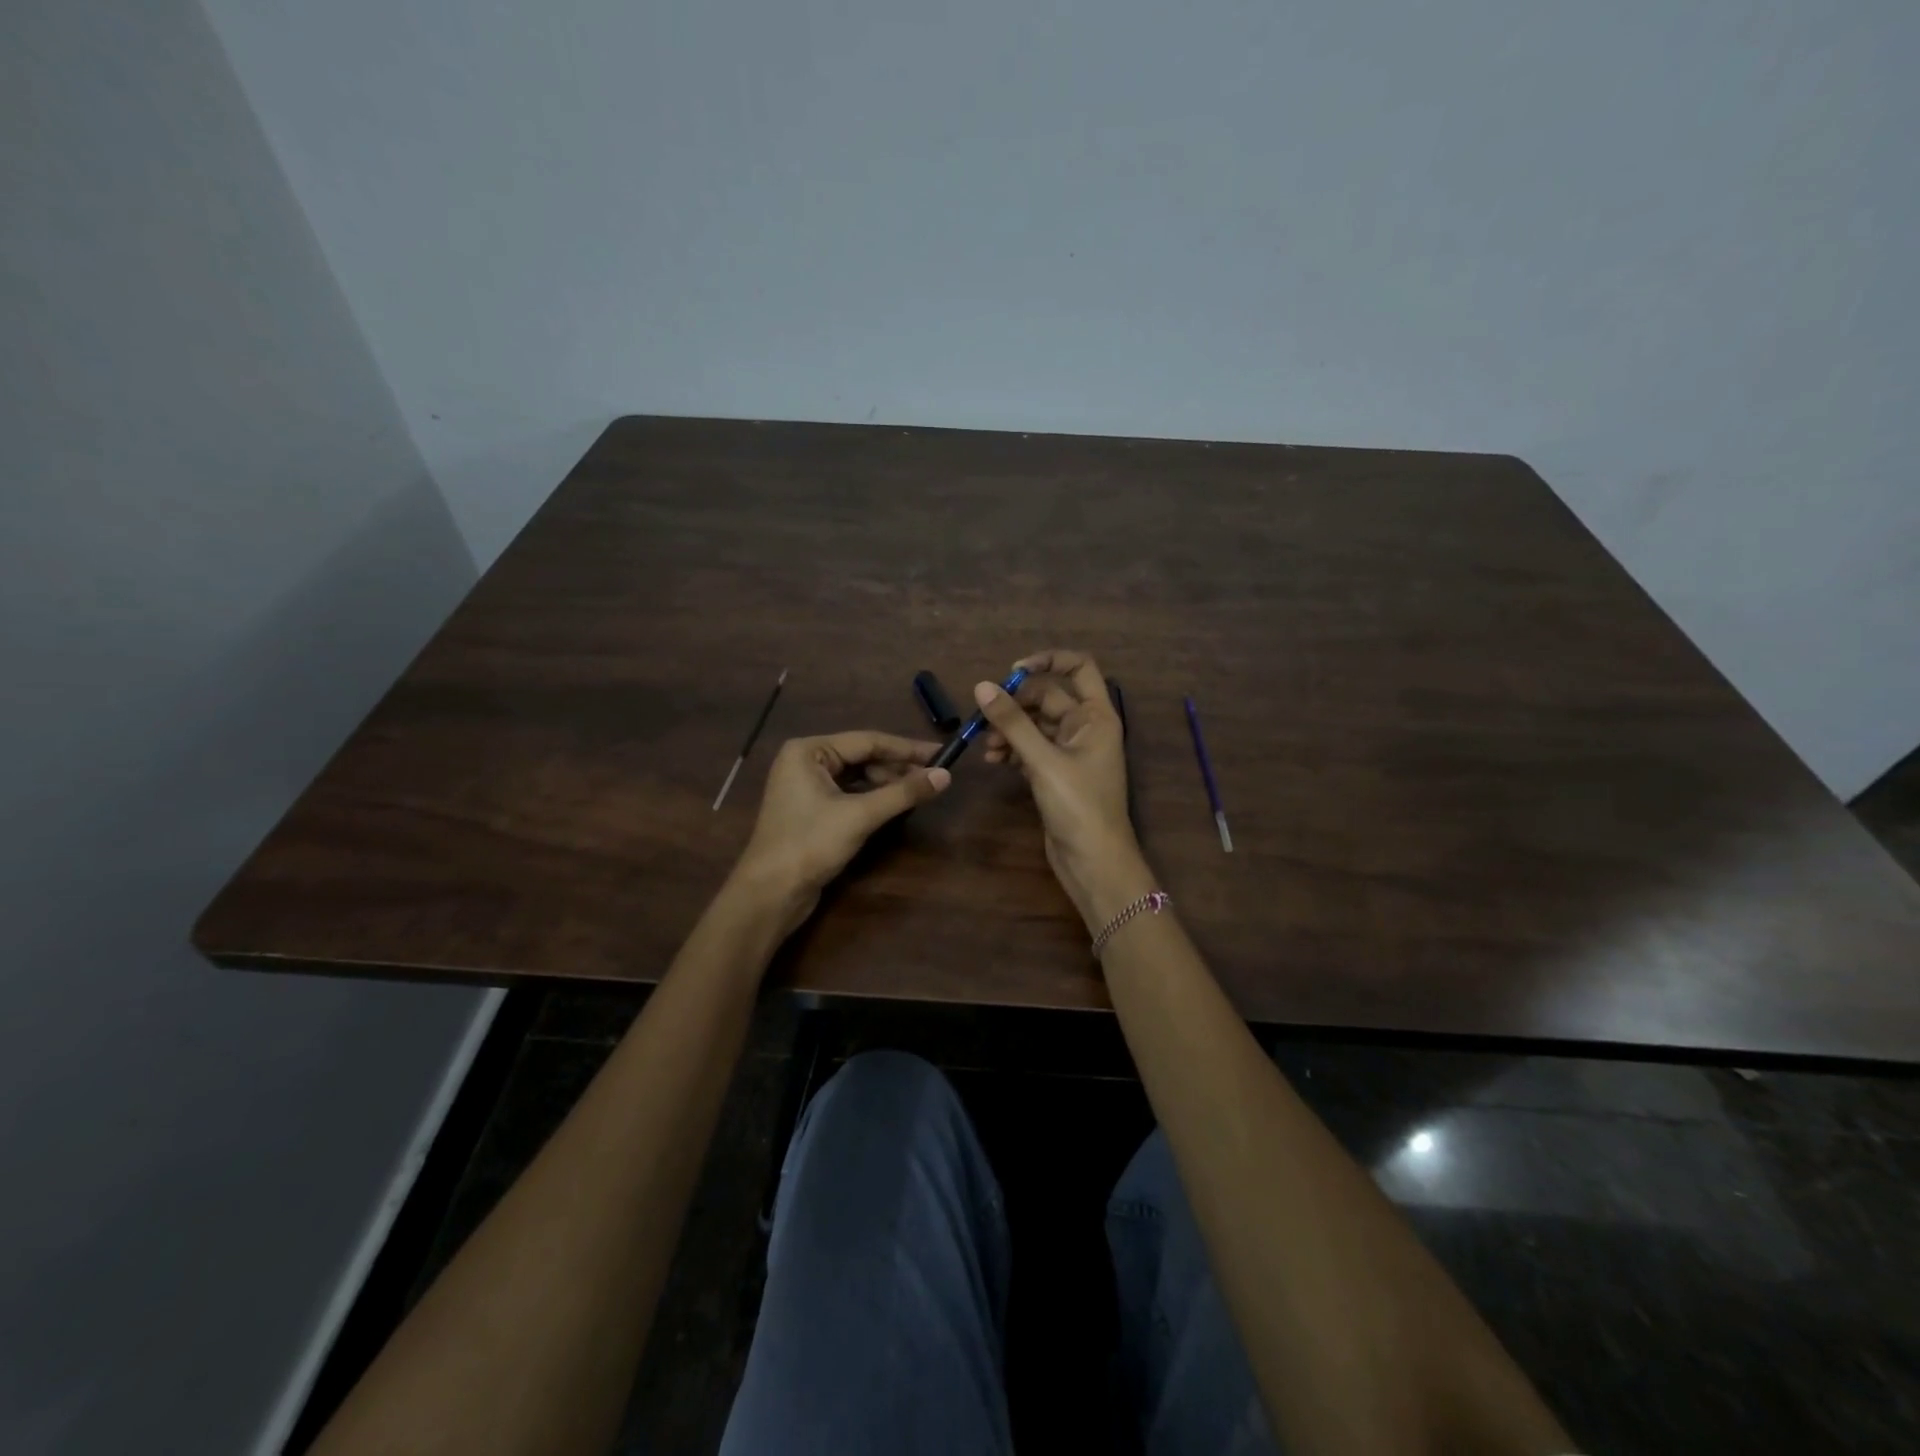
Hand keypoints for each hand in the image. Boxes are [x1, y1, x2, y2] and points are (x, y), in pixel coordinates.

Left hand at [733, 731, 949, 933]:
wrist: (770, 893)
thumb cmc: (810, 844)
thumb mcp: (860, 816)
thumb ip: (903, 793)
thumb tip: (946, 776)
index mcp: (809, 751)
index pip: (867, 741)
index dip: (907, 748)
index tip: (941, 753)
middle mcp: (805, 761)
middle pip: (862, 756)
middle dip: (898, 767)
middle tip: (934, 776)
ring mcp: (806, 786)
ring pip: (857, 776)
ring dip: (888, 783)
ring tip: (920, 791)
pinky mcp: (811, 810)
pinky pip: (849, 794)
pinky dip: (873, 798)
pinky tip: (895, 804)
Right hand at [975, 649, 1154, 930]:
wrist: (1093, 862)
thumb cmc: (1079, 806)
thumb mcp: (1043, 760)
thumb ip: (1013, 723)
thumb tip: (982, 686)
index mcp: (1097, 716)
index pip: (1079, 667)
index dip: (1048, 660)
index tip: (1013, 671)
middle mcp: (1086, 728)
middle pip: (1048, 698)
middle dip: (1016, 705)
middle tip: (985, 718)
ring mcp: (1071, 752)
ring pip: (1036, 725)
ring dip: (1010, 730)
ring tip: (986, 747)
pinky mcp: (1056, 774)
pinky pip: (1031, 749)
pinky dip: (1013, 750)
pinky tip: (995, 761)